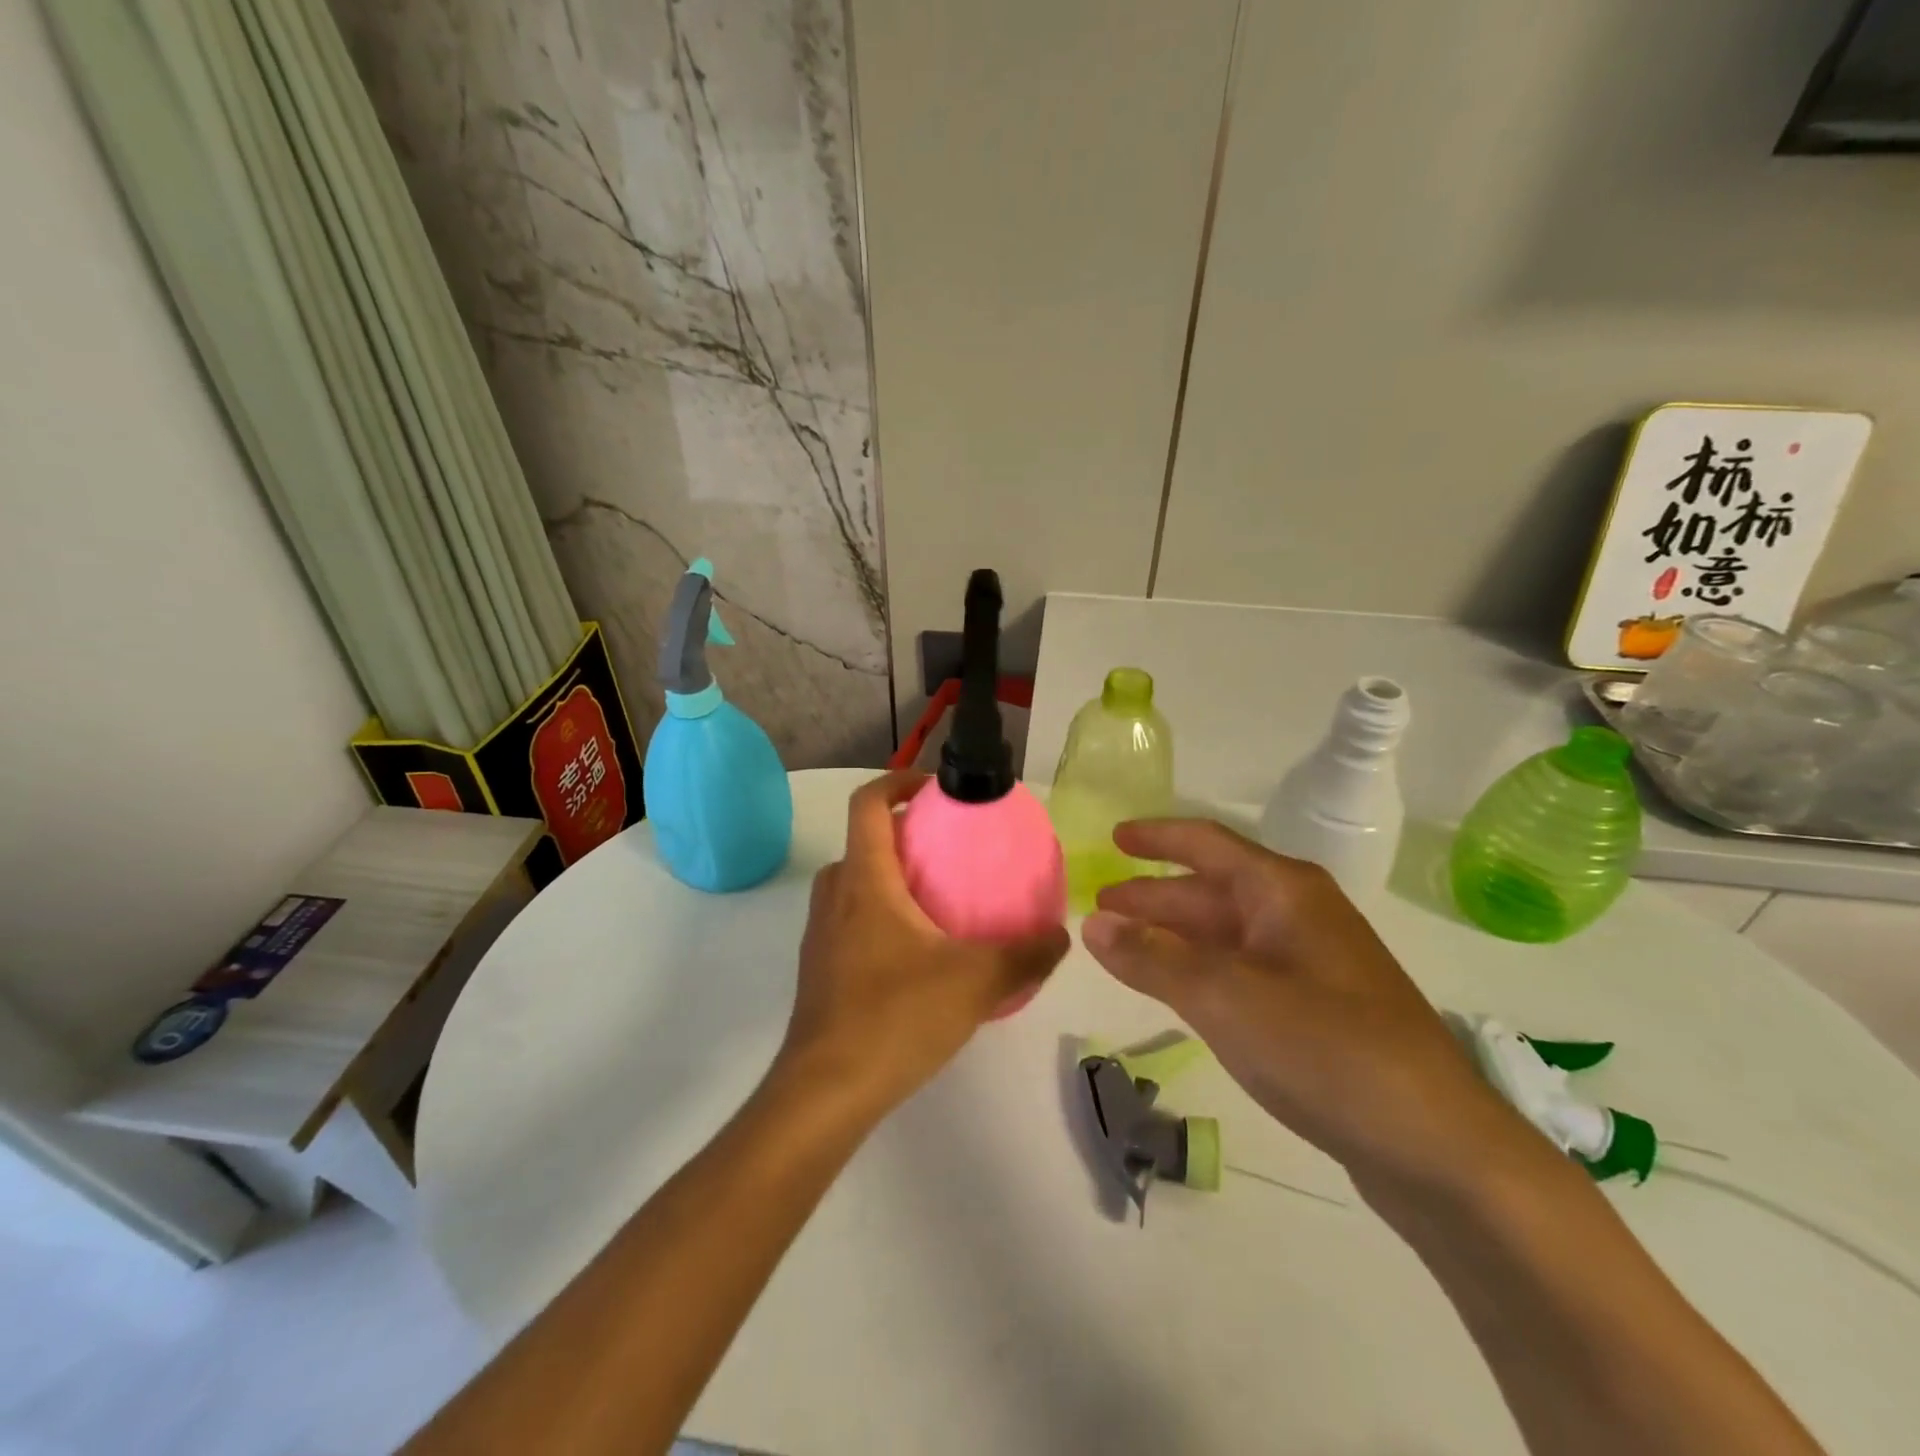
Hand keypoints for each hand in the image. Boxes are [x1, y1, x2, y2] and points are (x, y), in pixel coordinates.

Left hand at [777, 771, 1070, 1116]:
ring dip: (891, 878)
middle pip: (862, 842)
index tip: (935, 789)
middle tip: (948, 851)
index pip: (867, 803)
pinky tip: (919, 956)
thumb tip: (1061, 934)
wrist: (826, 1092)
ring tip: (939, 902)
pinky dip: (880, 916)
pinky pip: (850, 921)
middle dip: (903, 835)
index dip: (897, 781)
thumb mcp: (976, 982)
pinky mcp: (820, 970)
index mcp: (865, 879)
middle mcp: (835, 896)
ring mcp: (820, 935)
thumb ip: (1026, 954)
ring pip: (854, 884)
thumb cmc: (896, 1017)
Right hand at [1083, 819, 1536, 1194]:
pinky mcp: (1318, 1008)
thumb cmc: (1326, 1049)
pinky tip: (1178, 989)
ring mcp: (1311, 963)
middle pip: (1211, 890)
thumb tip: (1093, 922)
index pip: (1206, 843)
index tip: (1111, 838)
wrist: (1438, 1147)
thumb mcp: (1224, 998)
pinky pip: (1242, 971)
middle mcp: (1299, 914)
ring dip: (1173, 937)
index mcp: (1283, 891)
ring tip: (1122, 948)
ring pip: (1225, 934)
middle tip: (1099, 908)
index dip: (1155, 837)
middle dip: (1154, 897)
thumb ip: (1152, 958)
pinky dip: (1200, 971)